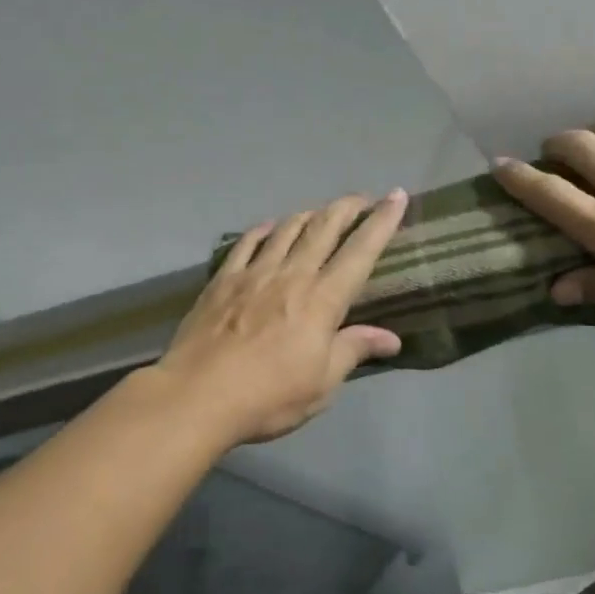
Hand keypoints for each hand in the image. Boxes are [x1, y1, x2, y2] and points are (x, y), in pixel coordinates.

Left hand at [153, 190, 408, 443]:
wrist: (197, 395)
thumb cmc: (268, 397)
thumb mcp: (322, 384)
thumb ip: (353, 350)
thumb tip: (392, 338)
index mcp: (322, 300)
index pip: (360, 252)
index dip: (381, 222)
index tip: (396, 197)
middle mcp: (291, 275)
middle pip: (323, 228)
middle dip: (347, 207)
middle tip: (362, 199)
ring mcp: (253, 273)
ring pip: (287, 229)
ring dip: (308, 215)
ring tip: (320, 212)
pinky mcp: (223, 279)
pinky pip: (247, 243)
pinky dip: (263, 230)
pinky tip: (269, 227)